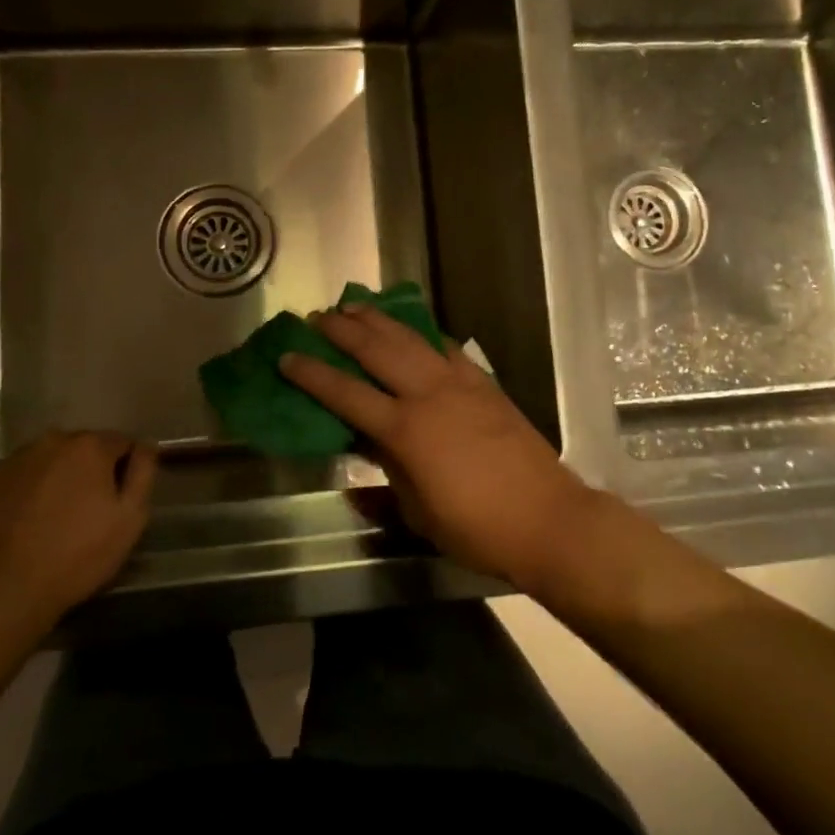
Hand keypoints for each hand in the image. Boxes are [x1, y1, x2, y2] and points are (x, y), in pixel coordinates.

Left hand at [0, 432, 157, 640]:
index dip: (126, 469)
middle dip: (91, 470)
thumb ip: (143, 473)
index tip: (120, 498)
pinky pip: (23, 475)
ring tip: (56, 516)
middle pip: (84, 448)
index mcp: (90, 446)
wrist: (5, 586)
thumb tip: (146, 445)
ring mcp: (17, 458)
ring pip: (51, 460)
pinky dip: (30, 489)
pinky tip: (28, 520)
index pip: (122, 442)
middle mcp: (53, 440)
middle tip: (89, 510)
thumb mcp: (130, 518)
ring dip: (59, 477)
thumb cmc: (78, 553)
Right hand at [279, 305, 592, 585]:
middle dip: (342, 330)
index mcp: (405, 430)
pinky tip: (414, 330)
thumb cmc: (477, 528)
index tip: (287, 356)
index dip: (312, 374)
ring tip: (354, 306)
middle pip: (376, 350)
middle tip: (316, 317)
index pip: (346, 394)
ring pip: (411, 338)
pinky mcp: (484, 383)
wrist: (547, 519)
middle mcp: (428, 395)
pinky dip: (424, 335)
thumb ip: (387, 472)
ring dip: (379, 320)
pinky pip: (447, 349)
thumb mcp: (418, 511)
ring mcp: (459, 383)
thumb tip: (364, 448)